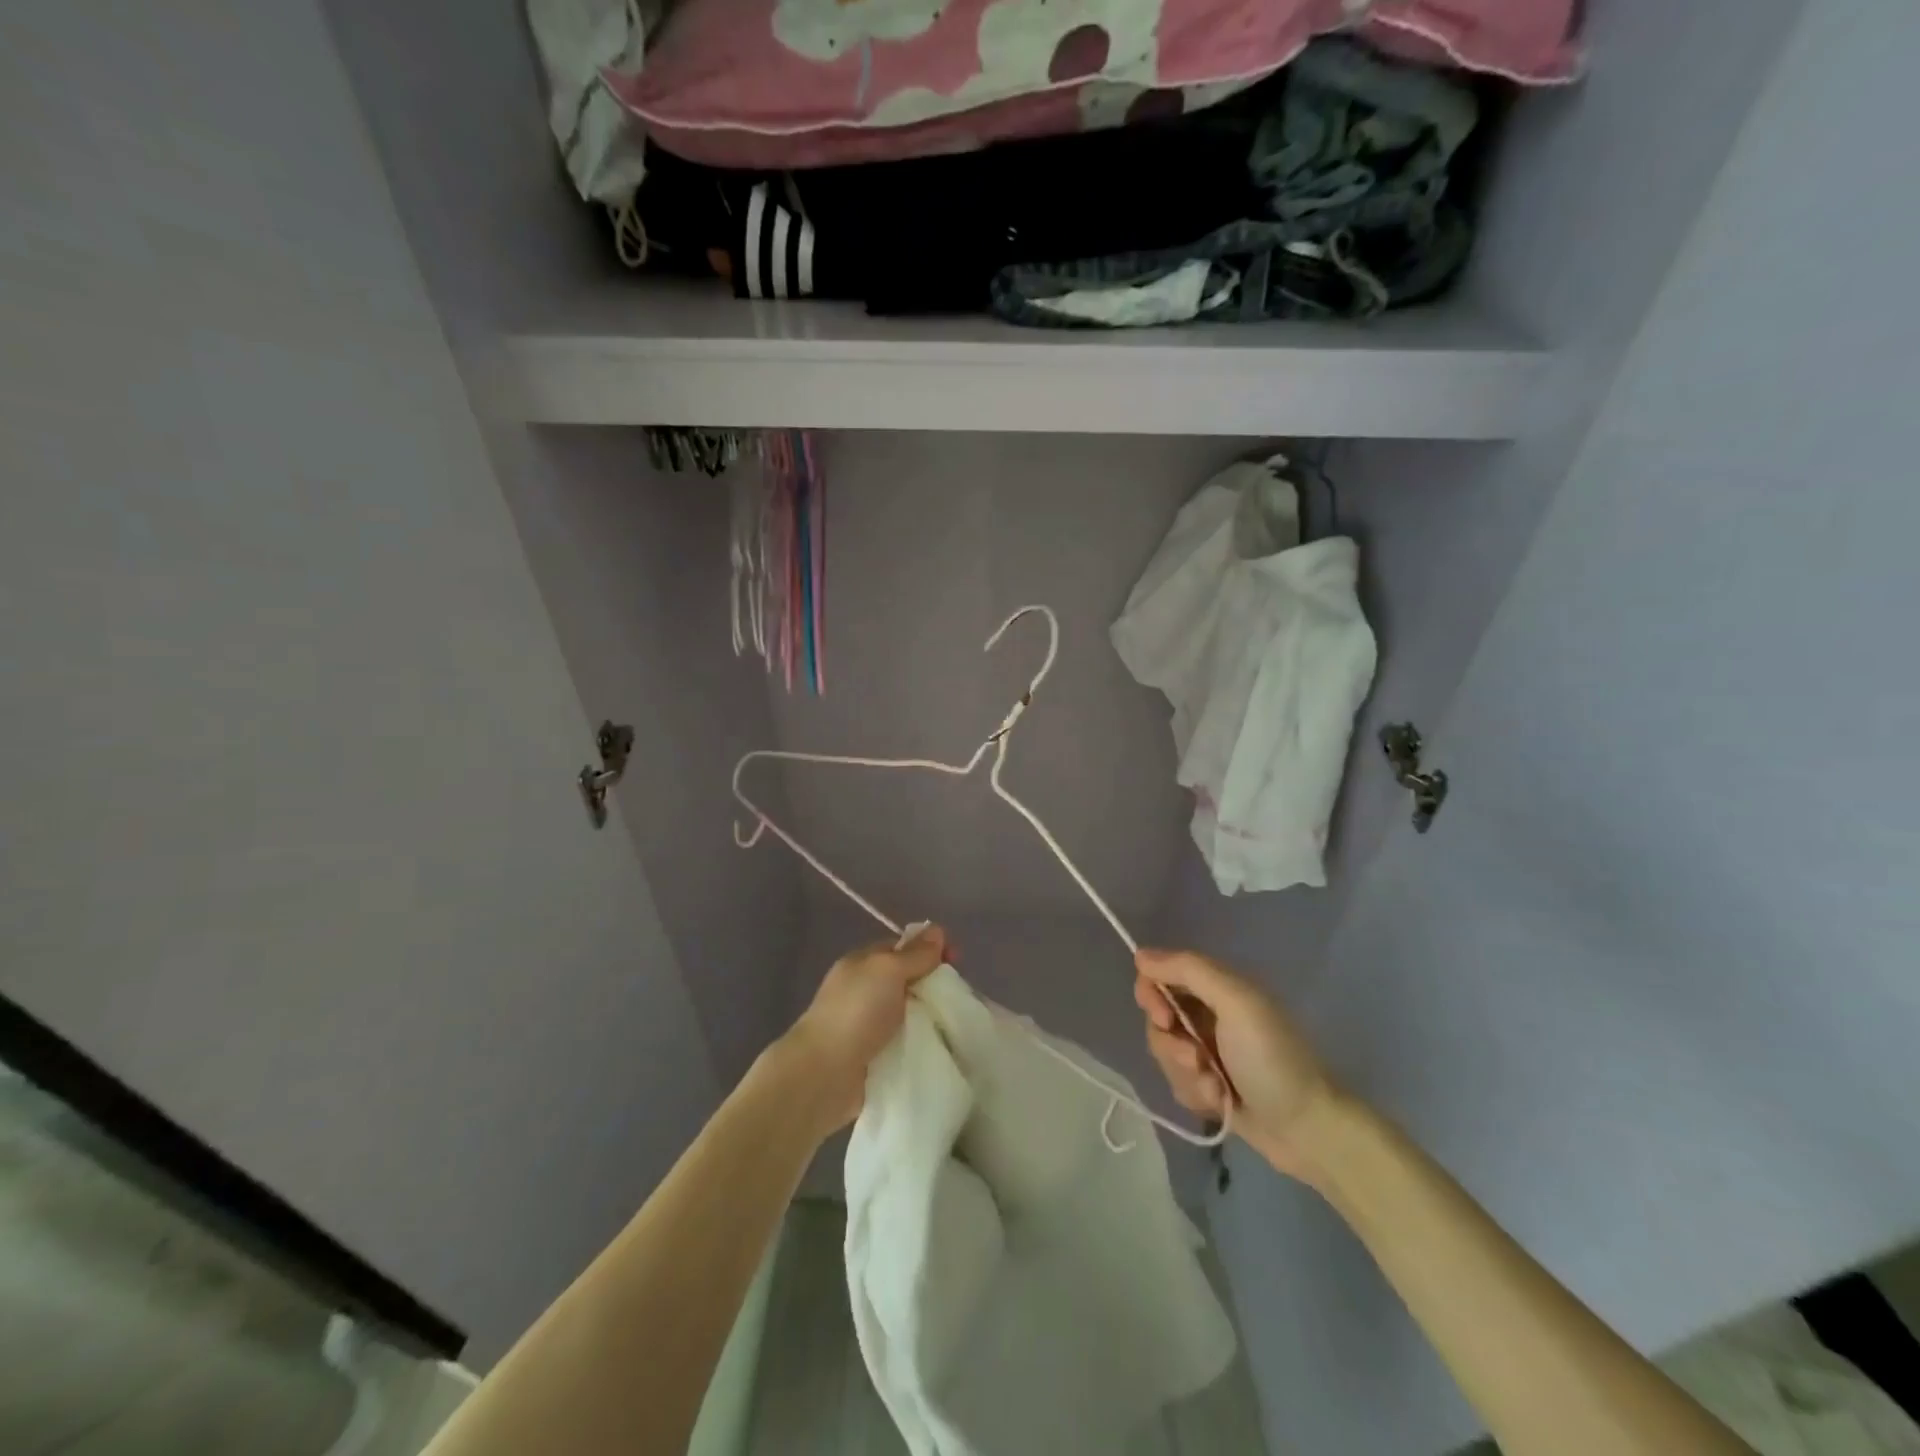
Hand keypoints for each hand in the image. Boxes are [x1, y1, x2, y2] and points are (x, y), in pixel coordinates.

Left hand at [782, 925, 949, 1131]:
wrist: (824, 1074)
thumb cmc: (856, 1012)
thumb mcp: (888, 970)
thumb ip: (915, 953)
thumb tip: (937, 931)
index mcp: (863, 963)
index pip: (903, 947)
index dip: (930, 949)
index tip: (957, 961)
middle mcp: (865, 990)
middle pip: (909, 980)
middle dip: (934, 985)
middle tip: (959, 998)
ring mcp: (868, 1025)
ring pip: (910, 1013)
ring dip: (930, 1018)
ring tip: (957, 1026)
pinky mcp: (875, 1056)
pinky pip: (906, 1042)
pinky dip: (922, 1043)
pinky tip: (942, 1048)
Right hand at [1134, 947, 1340, 1185]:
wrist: (1307, 1130)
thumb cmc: (1272, 1059)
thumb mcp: (1236, 1002)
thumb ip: (1188, 970)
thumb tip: (1140, 954)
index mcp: (1218, 987)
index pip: (1160, 975)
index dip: (1151, 994)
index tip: (1164, 1017)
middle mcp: (1209, 1014)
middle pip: (1158, 1017)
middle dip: (1170, 1043)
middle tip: (1196, 1059)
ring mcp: (1208, 1052)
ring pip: (1165, 1053)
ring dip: (1185, 1073)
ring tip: (1216, 1088)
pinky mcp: (1208, 1086)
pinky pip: (1177, 1082)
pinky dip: (1194, 1093)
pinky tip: (1219, 1102)